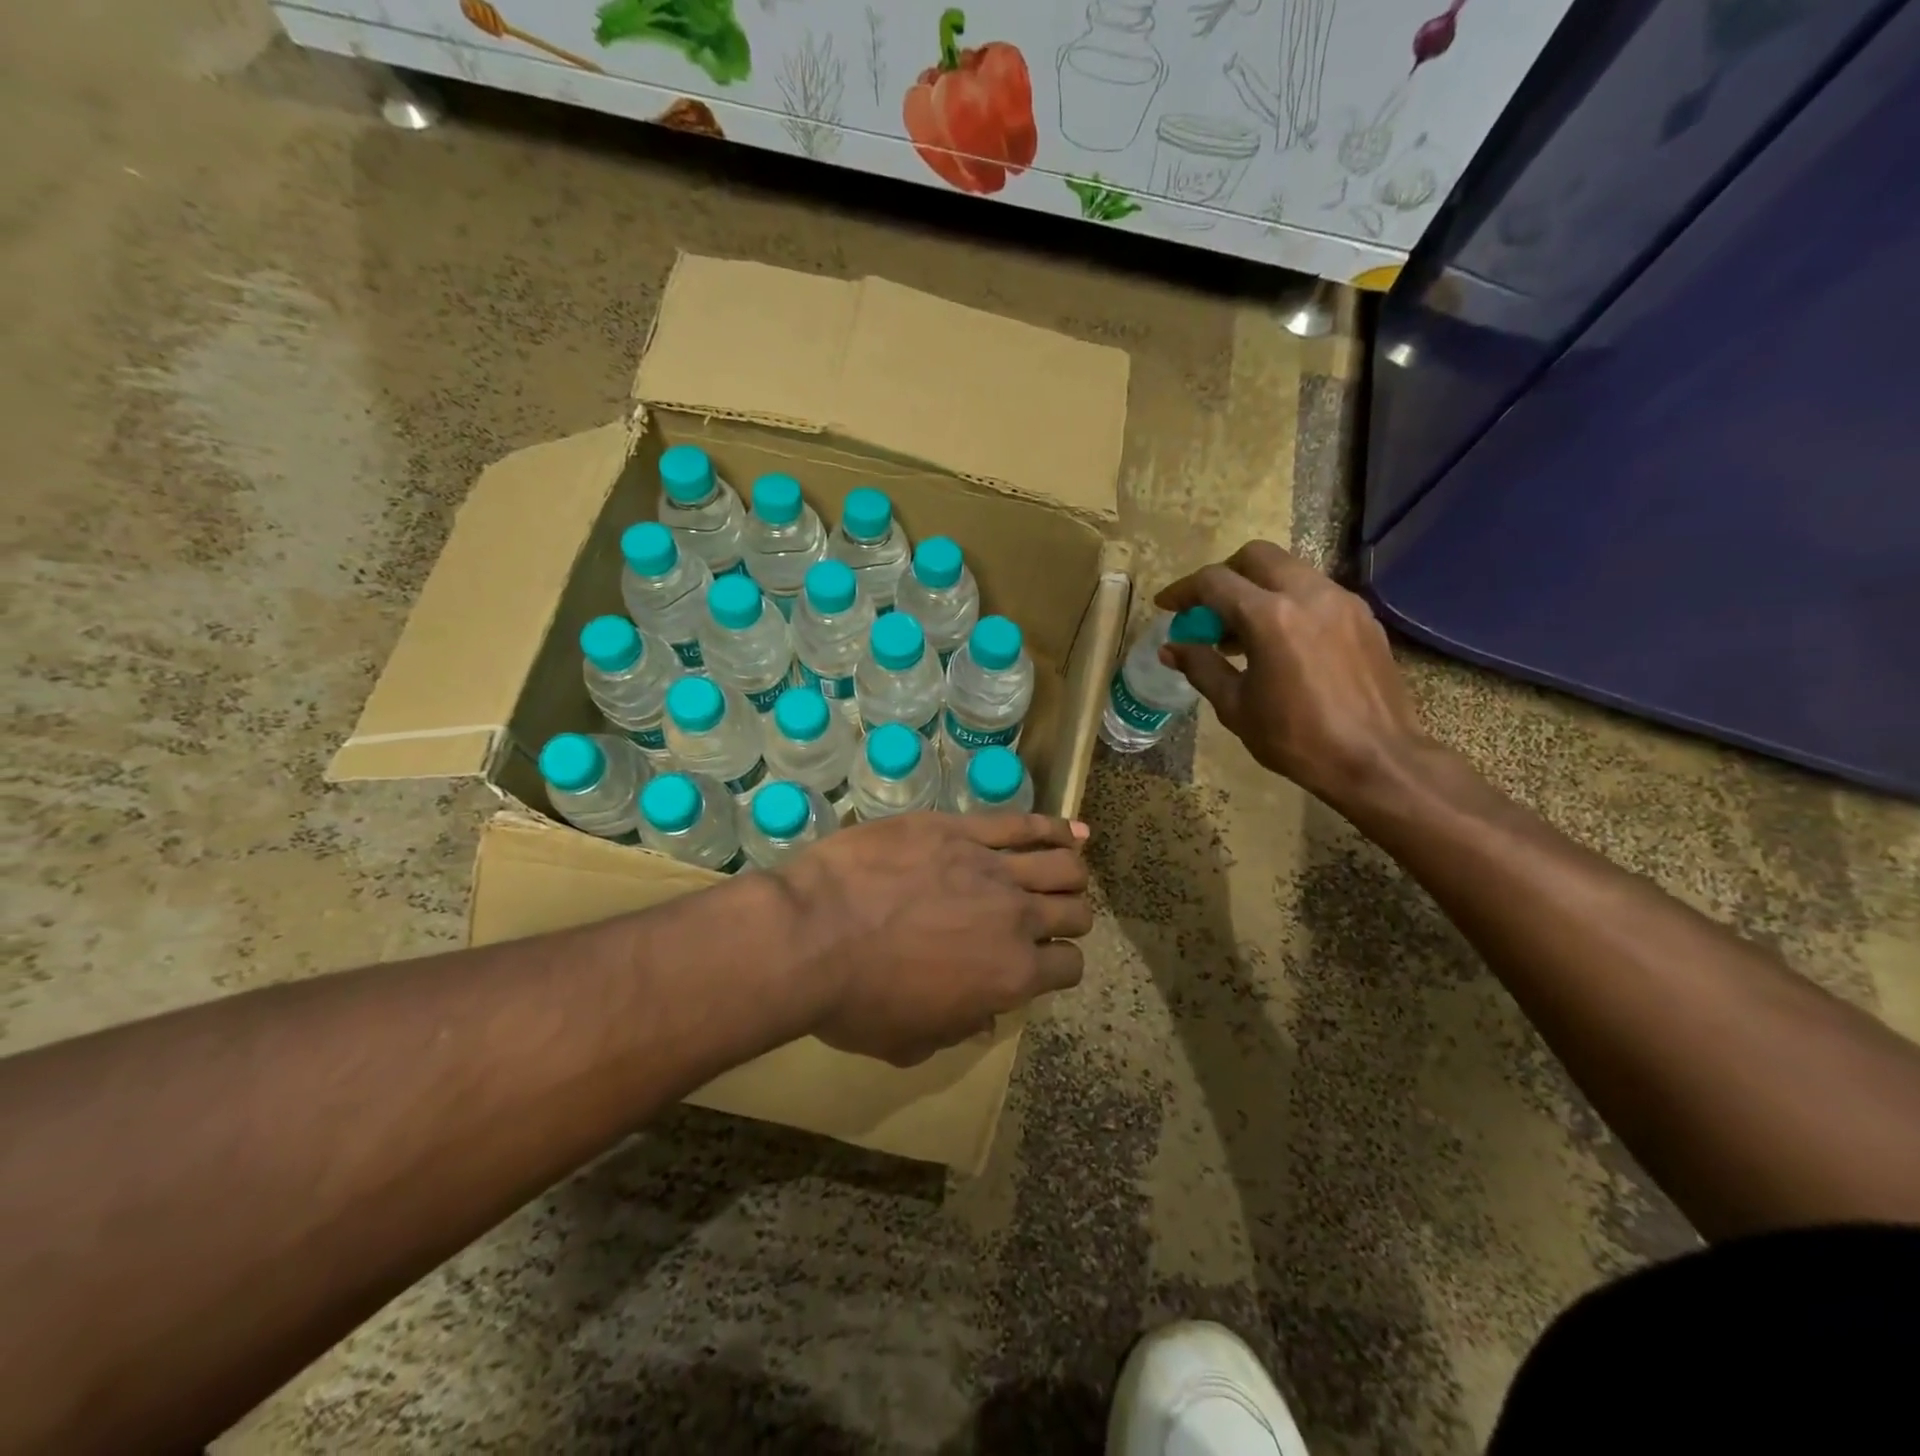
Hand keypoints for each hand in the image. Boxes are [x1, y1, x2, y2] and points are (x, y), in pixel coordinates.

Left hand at [776, 812, 1093, 1066]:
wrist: (813, 933)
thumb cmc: (856, 1000)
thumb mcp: (909, 1042)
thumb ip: (957, 1030)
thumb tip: (984, 1015)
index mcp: (1011, 977)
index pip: (1068, 967)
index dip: (1061, 965)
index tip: (1045, 961)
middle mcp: (1016, 918)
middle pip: (1073, 911)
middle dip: (1071, 915)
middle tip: (1054, 915)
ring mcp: (991, 867)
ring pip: (1060, 864)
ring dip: (1071, 870)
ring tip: (1071, 868)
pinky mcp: (960, 829)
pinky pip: (1021, 824)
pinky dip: (1055, 827)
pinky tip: (1069, 828)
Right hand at [1157, 540, 1431, 806]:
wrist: (1376, 759)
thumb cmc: (1296, 738)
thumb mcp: (1236, 706)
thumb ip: (1201, 667)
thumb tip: (1171, 648)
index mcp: (1270, 617)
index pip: (1214, 582)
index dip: (1183, 591)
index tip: (1166, 606)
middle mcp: (1308, 594)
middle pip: (1255, 556)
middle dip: (1224, 575)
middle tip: (1207, 610)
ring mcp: (1341, 602)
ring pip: (1289, 570)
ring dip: (1257, 588)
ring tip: (1242, 631)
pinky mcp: (1363, 617)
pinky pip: (1316, 592)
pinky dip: (1288, 602)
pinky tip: (1281, 642)